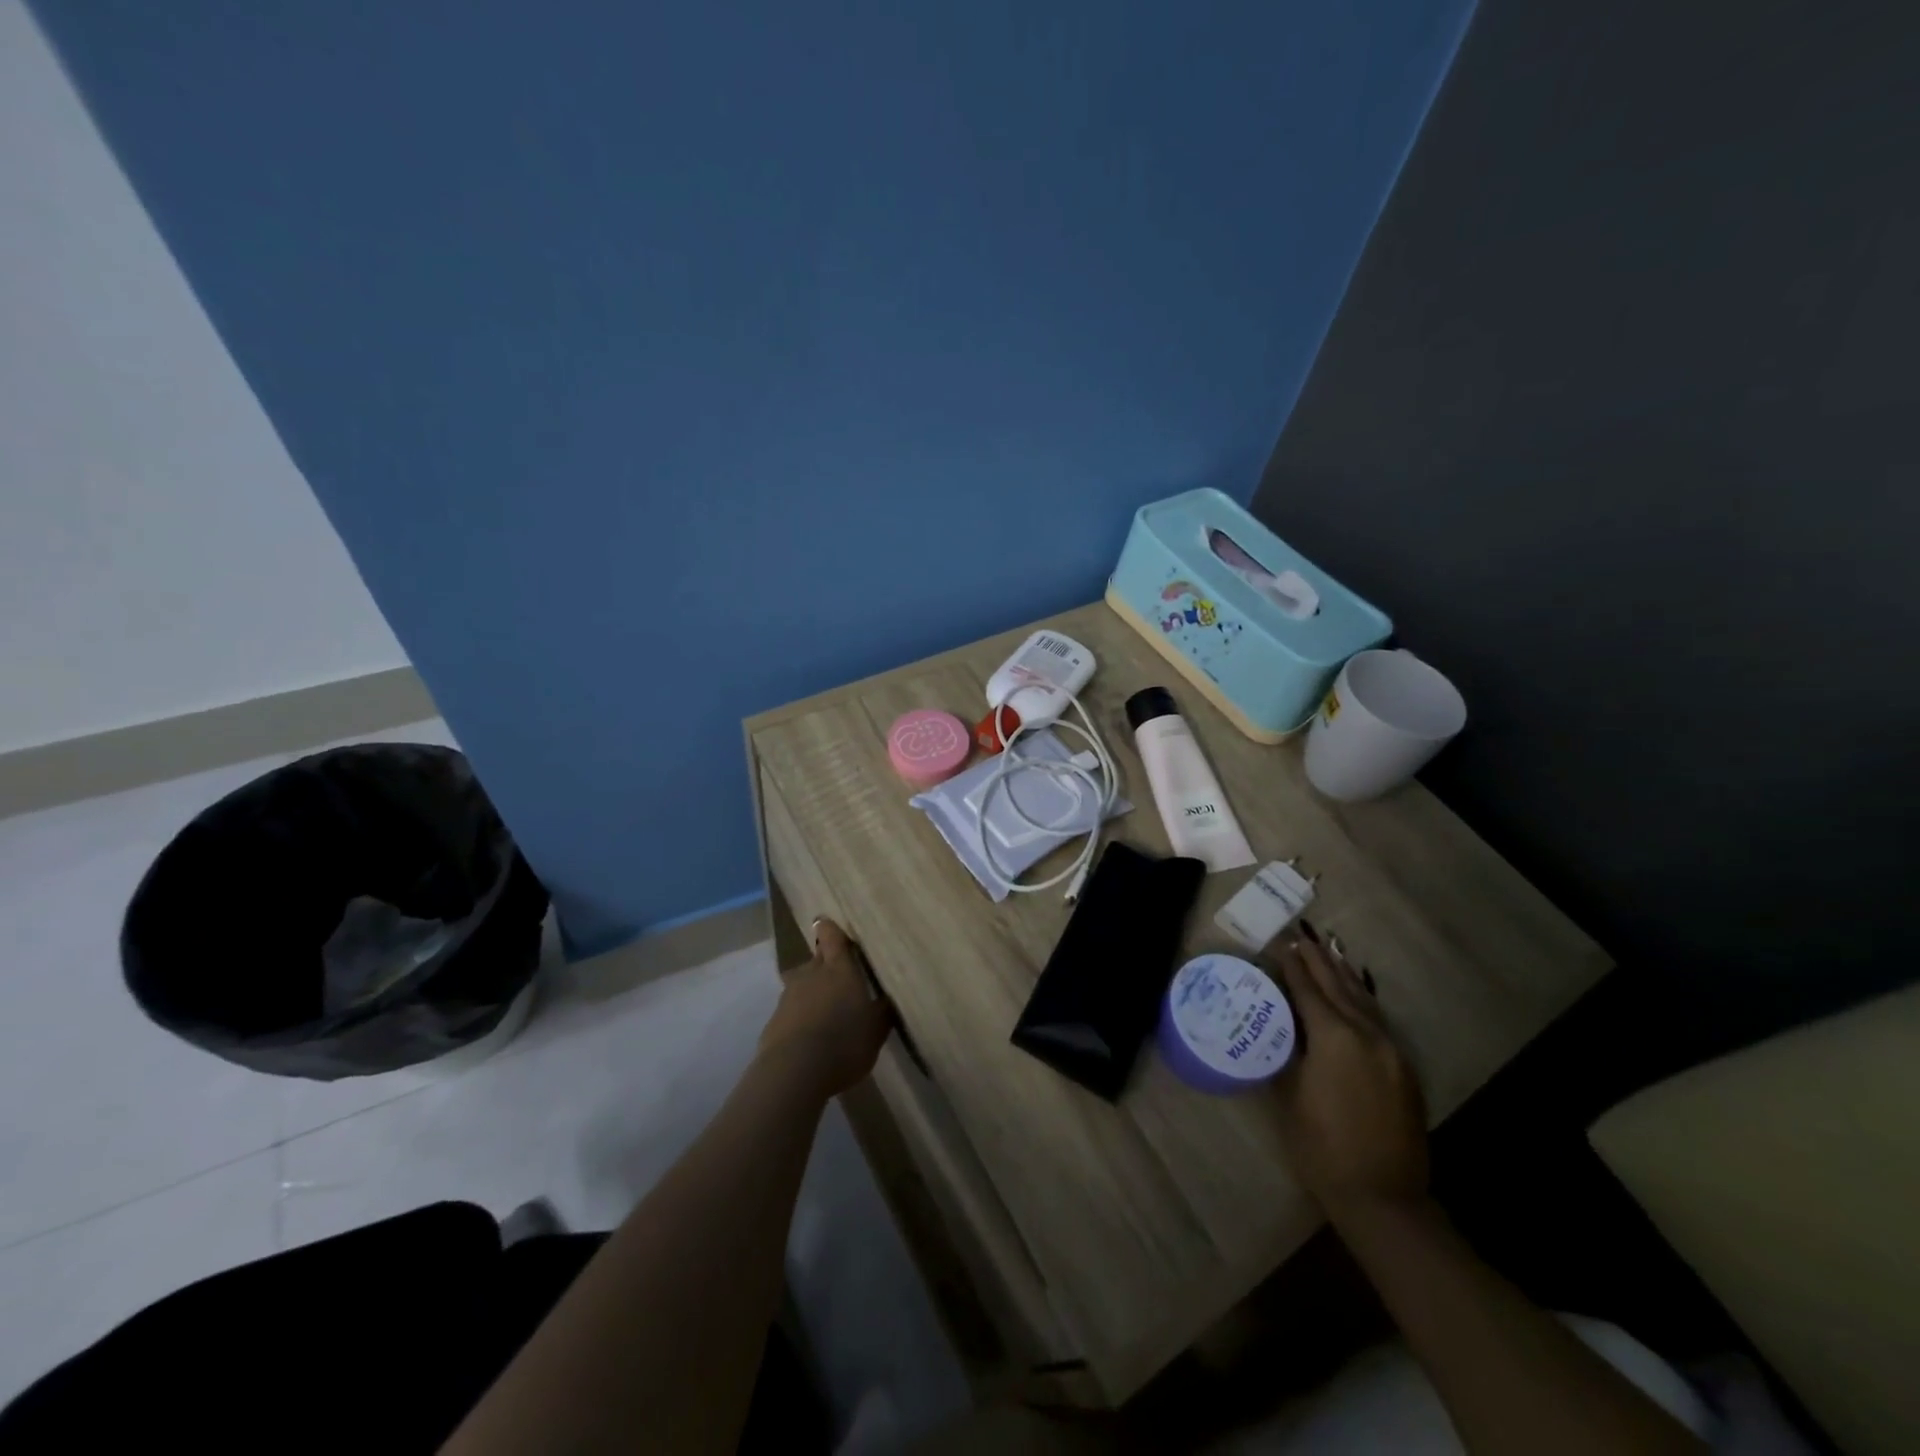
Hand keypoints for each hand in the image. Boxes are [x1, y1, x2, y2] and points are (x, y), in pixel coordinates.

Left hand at [756, 918, 893, 1101]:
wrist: (794, 1072)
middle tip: (839, 979)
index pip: (831, 937)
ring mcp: (788, 997)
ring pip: (801, 985)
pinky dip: (799, 1018)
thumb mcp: (876, 1029)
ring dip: (811, 993)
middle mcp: (811, 975)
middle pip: (815, 960)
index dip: (831, 930)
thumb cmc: (844, 1042)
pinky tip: (809, 1038)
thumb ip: (882, 1010)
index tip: (831, 926)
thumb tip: (888, 998)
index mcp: (839, 969)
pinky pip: (790, 1012)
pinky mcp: (773, 1022)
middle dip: (825, 965)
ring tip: (825, 1013)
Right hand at [1268, 926, 1428, 1217]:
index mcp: (1335, 1038)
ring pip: (1364, 1001)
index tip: (1280, 944)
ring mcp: (1392, 1051)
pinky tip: (1354, 995)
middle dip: (1318, 961)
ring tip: (1328, 952)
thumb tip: (1282, 1024)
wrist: (1383, 1198)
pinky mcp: (1404, 1069)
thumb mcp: (1290, 1094)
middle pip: (1339, 987)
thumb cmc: (1321, 1146)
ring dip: (1343, 976)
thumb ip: (1288, 1051)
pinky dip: (1361, 1000)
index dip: (1293, 967)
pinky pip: (1378, 1021)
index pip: (1308, 990)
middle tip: (1301, 937)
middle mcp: (1367, 1035)